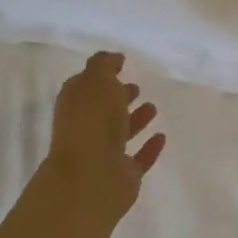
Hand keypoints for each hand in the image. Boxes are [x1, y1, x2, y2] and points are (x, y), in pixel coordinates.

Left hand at [42, 52, 164, 225]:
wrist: (91, 178)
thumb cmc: (91, 123)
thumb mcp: (96, 81)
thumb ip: (104, 66)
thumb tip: (113, 58)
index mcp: (76, 105)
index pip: (86, 85)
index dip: (102, 74)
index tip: (122, 63)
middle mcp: (86, 128)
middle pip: (103, 109)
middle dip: (118, 97)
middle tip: (136, 87)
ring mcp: (104, 154)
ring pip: (120, 133)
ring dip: (135, 120)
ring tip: (153, 107)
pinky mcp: (122, 175)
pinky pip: (138, 158)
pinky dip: (149, 148)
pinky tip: (161, 137)